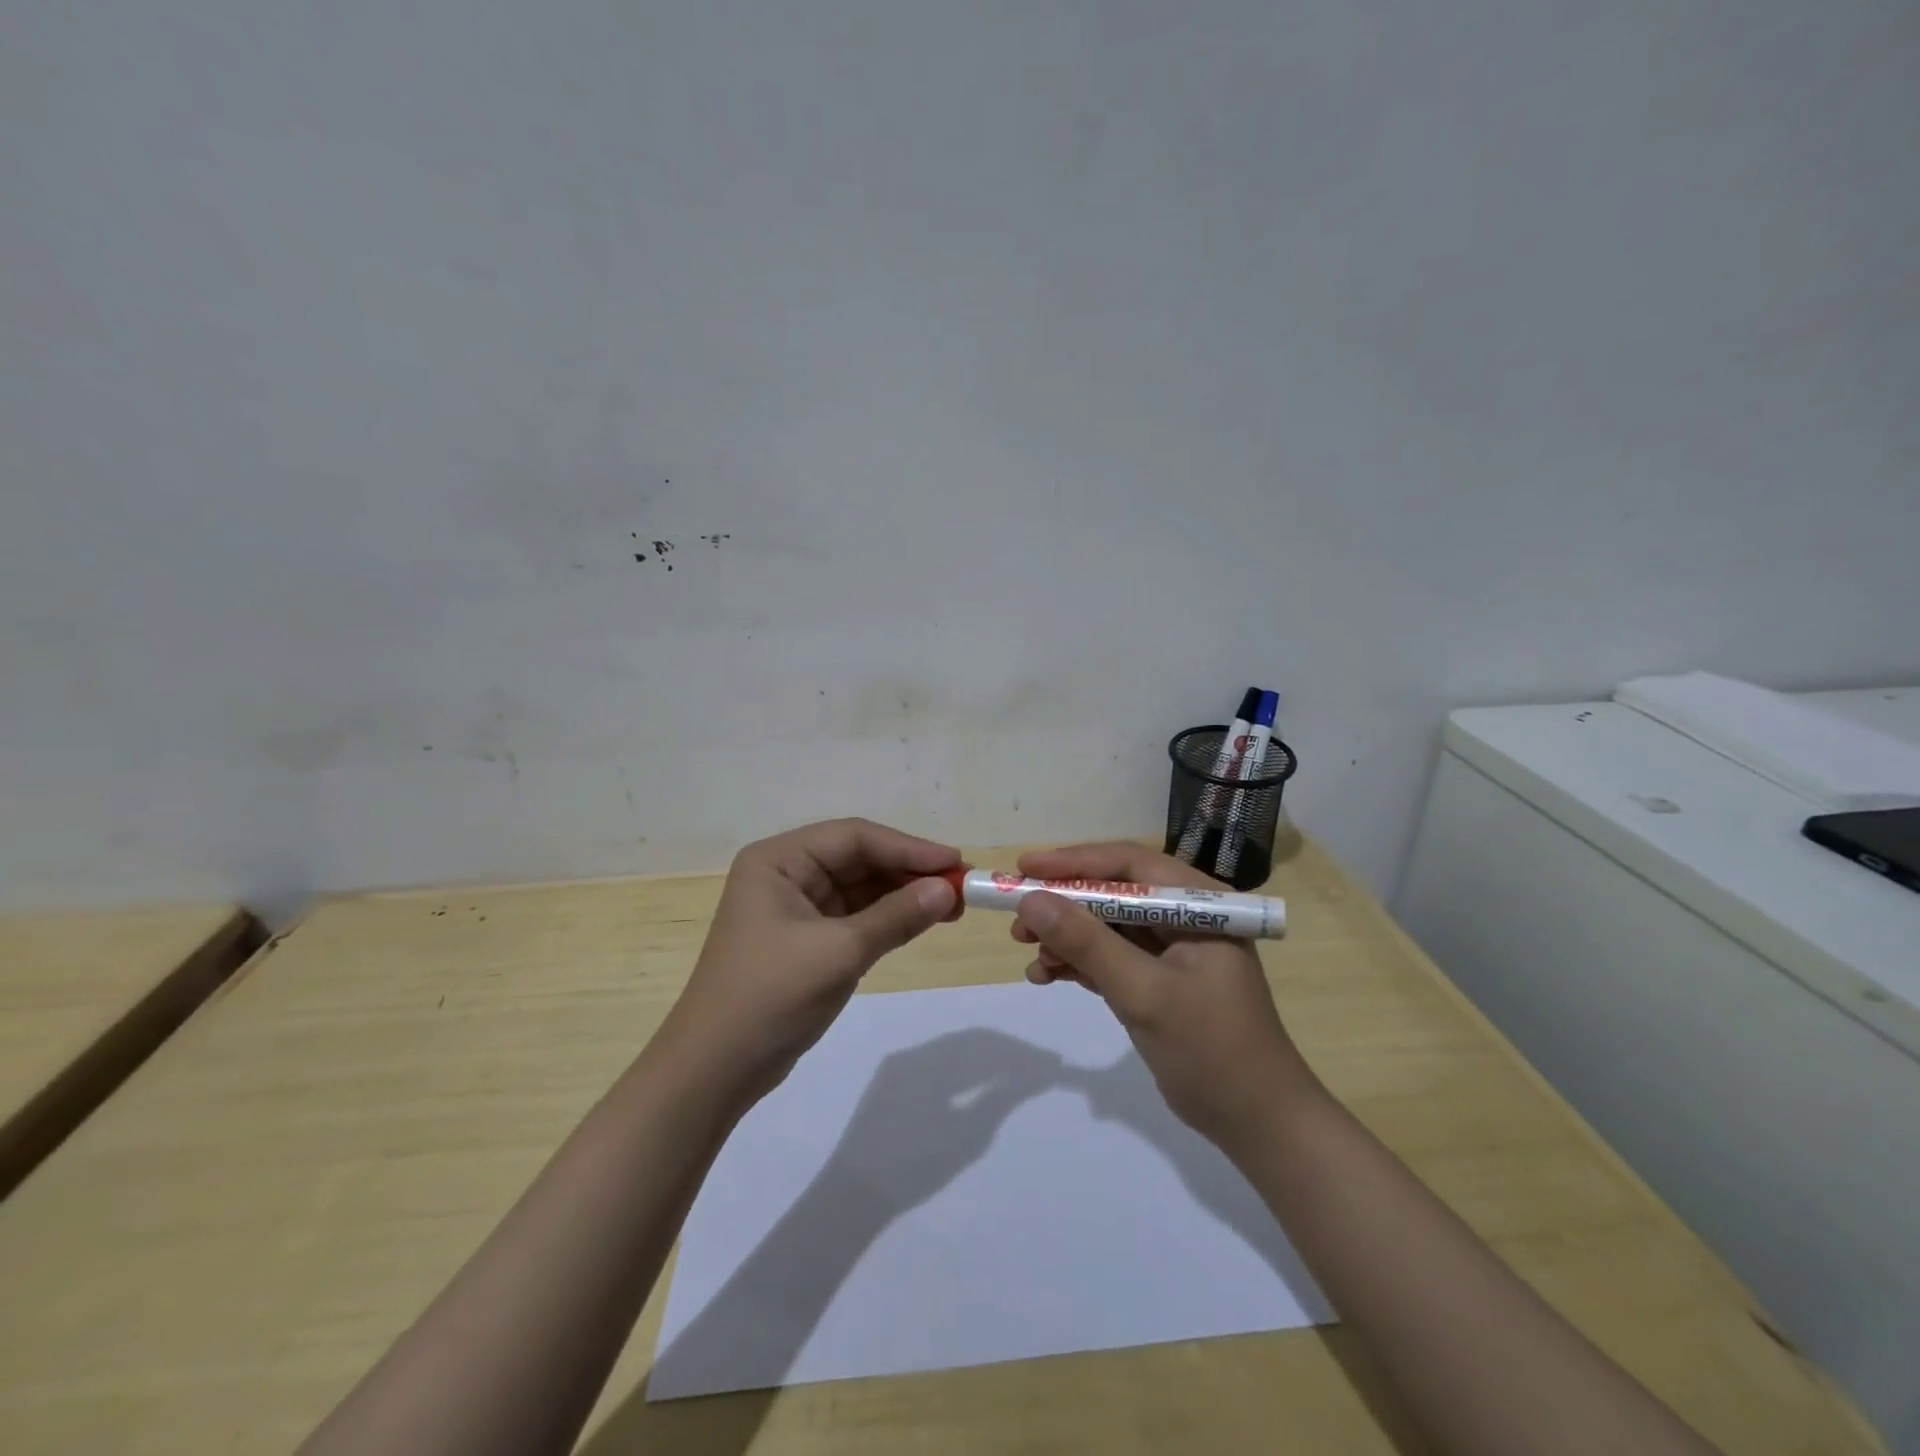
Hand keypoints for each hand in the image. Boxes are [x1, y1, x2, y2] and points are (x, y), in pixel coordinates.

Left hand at [661, 819, 960, 1110]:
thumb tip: (949, 889)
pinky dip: (889, 919)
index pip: (854, 837)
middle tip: (962, 886)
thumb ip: (896, 916)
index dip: (908, 847)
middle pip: (859, 859)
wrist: (715, 1070)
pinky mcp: (807, 939)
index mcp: (779, 860)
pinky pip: (856, 917)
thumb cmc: (770, 996)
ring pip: (862, 888)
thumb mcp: (839, 952)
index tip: (955, 863)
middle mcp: (786, 873)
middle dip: (909, 872)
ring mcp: (796, 907)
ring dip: (904, 895)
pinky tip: (923, 921)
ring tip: (953, 906)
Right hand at [1010, 843, 1321, 1148]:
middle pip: (1112, 893)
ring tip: (1028, 954)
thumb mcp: (1143, 992)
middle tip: (1018, 919)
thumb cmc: (1211, 1050)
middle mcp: (1184, 916)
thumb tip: (1030, 900)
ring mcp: (1171, 949)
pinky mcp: (1157, 979)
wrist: (1256, 1123)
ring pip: (1105, 925)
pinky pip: (1109, 956)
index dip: (1072, 862)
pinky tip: (1046, 975)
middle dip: (1063, 905)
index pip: (1127, 866)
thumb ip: (1087, 943)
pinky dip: (1078, 963)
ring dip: (1066, 937)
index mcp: (1197, 904)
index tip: (1023, 870)